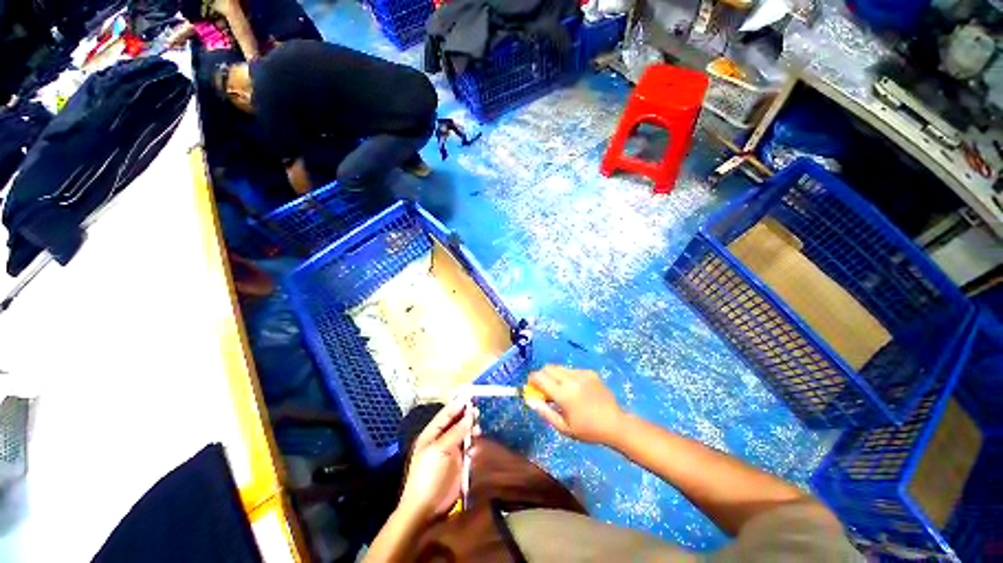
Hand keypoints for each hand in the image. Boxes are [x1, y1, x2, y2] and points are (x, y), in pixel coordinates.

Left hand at [398, 399, 475, 521]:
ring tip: (479, 427)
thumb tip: (469, 416)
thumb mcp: (439, 450)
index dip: (456, 406)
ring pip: (463, 434)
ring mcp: (450, 451)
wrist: (427, 507)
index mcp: (431, 434)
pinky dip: (474, 442)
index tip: (469, 397)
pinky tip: (479, 439)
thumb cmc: (428, 474)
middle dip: (465, 416)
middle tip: (478, 411)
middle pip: (455, 423)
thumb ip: (455, 432)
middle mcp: (441, 440)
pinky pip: (468, 447)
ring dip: (470, 429)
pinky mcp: (459, 462)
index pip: (445, 415)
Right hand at [528, 366, 623, 444]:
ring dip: (554, 375)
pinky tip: (575, 389)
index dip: (532, 379)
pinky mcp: (590, 372)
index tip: (530, 385)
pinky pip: (571, 370)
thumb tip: (530, 400)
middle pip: (548, 368)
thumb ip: (545, 412)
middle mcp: (571, 380)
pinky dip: (567, 376)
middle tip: (544, 388)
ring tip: (560, 390)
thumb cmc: (587, 430)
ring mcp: (582, 374)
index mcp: (563, 394)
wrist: (614, 424)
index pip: (540, 377)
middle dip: (542, 375)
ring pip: (559, 368)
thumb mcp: (563, 427)